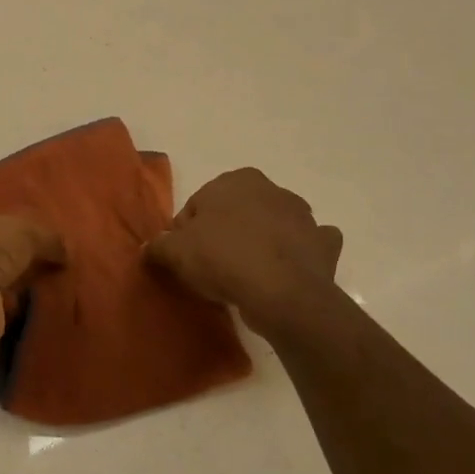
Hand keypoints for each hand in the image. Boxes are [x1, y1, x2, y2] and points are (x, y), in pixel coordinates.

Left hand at [0, 212, 65, 370]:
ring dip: (20, 293)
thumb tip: (67, 249)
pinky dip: (18, 318)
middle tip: (61, 267)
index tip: (47, 241)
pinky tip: (43, 316)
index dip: (16, 232)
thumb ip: (45, 237)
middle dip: (21, 264)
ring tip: (60, 292)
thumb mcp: (22, 231)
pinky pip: (1, 318)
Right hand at [146, 168, 342, 338]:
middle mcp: (271, 189)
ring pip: (271, 226)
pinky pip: (306, 246)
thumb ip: (159, 246)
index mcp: (234, 180)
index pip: (197, 206)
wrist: (282, 293)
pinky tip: (284, 273)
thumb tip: (151, 247)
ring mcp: (303, 215)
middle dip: (224, 234)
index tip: (184, 259)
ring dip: (261, 242)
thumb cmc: (223, 259)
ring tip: (245, 276)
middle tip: (211, 268)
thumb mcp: (175, 252)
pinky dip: (297, 254)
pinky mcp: (323, 243)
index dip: (186, 234)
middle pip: (235, 213)